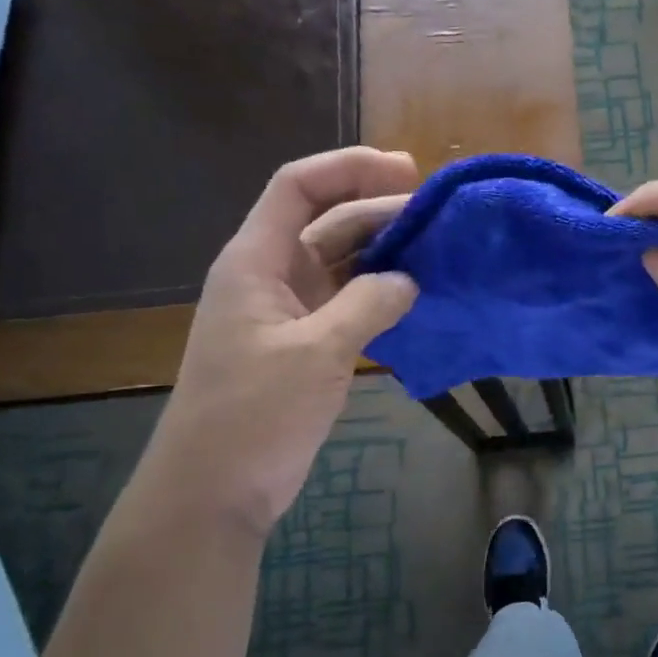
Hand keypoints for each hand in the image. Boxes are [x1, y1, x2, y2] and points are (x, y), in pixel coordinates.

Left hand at [135, 148, 419, 538]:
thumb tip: (410, 280)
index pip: (299, 187)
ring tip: (439, 251)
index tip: (408, 172)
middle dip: (382, 211)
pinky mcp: (305, 345)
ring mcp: (289, 312)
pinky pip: (349, 303)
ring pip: (342, 263)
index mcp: (257, 261)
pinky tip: (418, 297)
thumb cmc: (254, 413)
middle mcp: (272, 276)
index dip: (350, 167)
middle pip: (328, 222)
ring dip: (386, 254)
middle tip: (442, 219)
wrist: (215, 489)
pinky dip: (381, 294)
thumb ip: (368, 305)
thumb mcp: (317, 352)